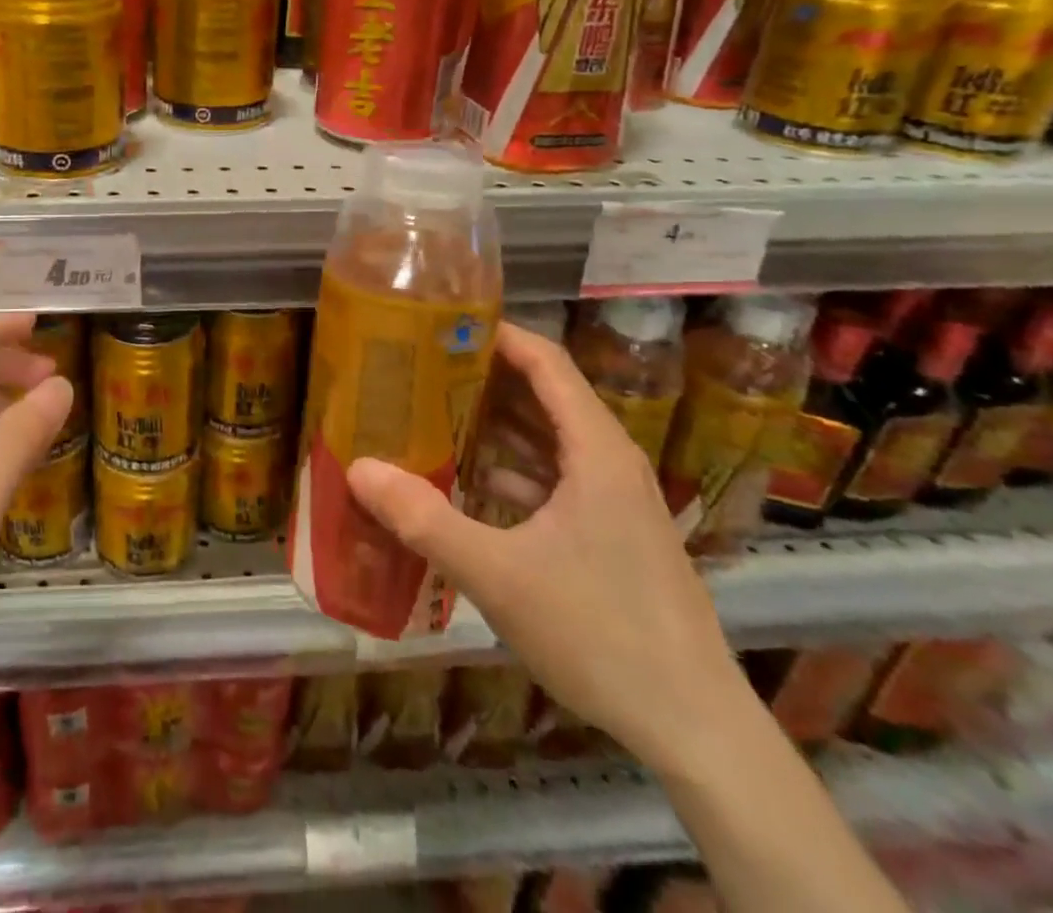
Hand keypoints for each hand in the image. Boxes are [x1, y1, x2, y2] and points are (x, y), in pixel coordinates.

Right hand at [347, 321, 749, 773]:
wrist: (696, 730)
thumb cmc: (601, 634)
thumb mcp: (497, 574)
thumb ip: (423, 519)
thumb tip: (357, 469)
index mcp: (596, 450)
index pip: (545, 361)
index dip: (496, 333)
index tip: (440, 323)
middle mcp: (610, 462)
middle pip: (543, 395)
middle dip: (482, 377)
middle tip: (419, 368)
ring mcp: (615, 501)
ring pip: (548, 439)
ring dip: (494, 424)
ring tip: (431, 413)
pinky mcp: (612, 534)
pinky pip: (555, 478)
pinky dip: (512, 468)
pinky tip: (468, 481)